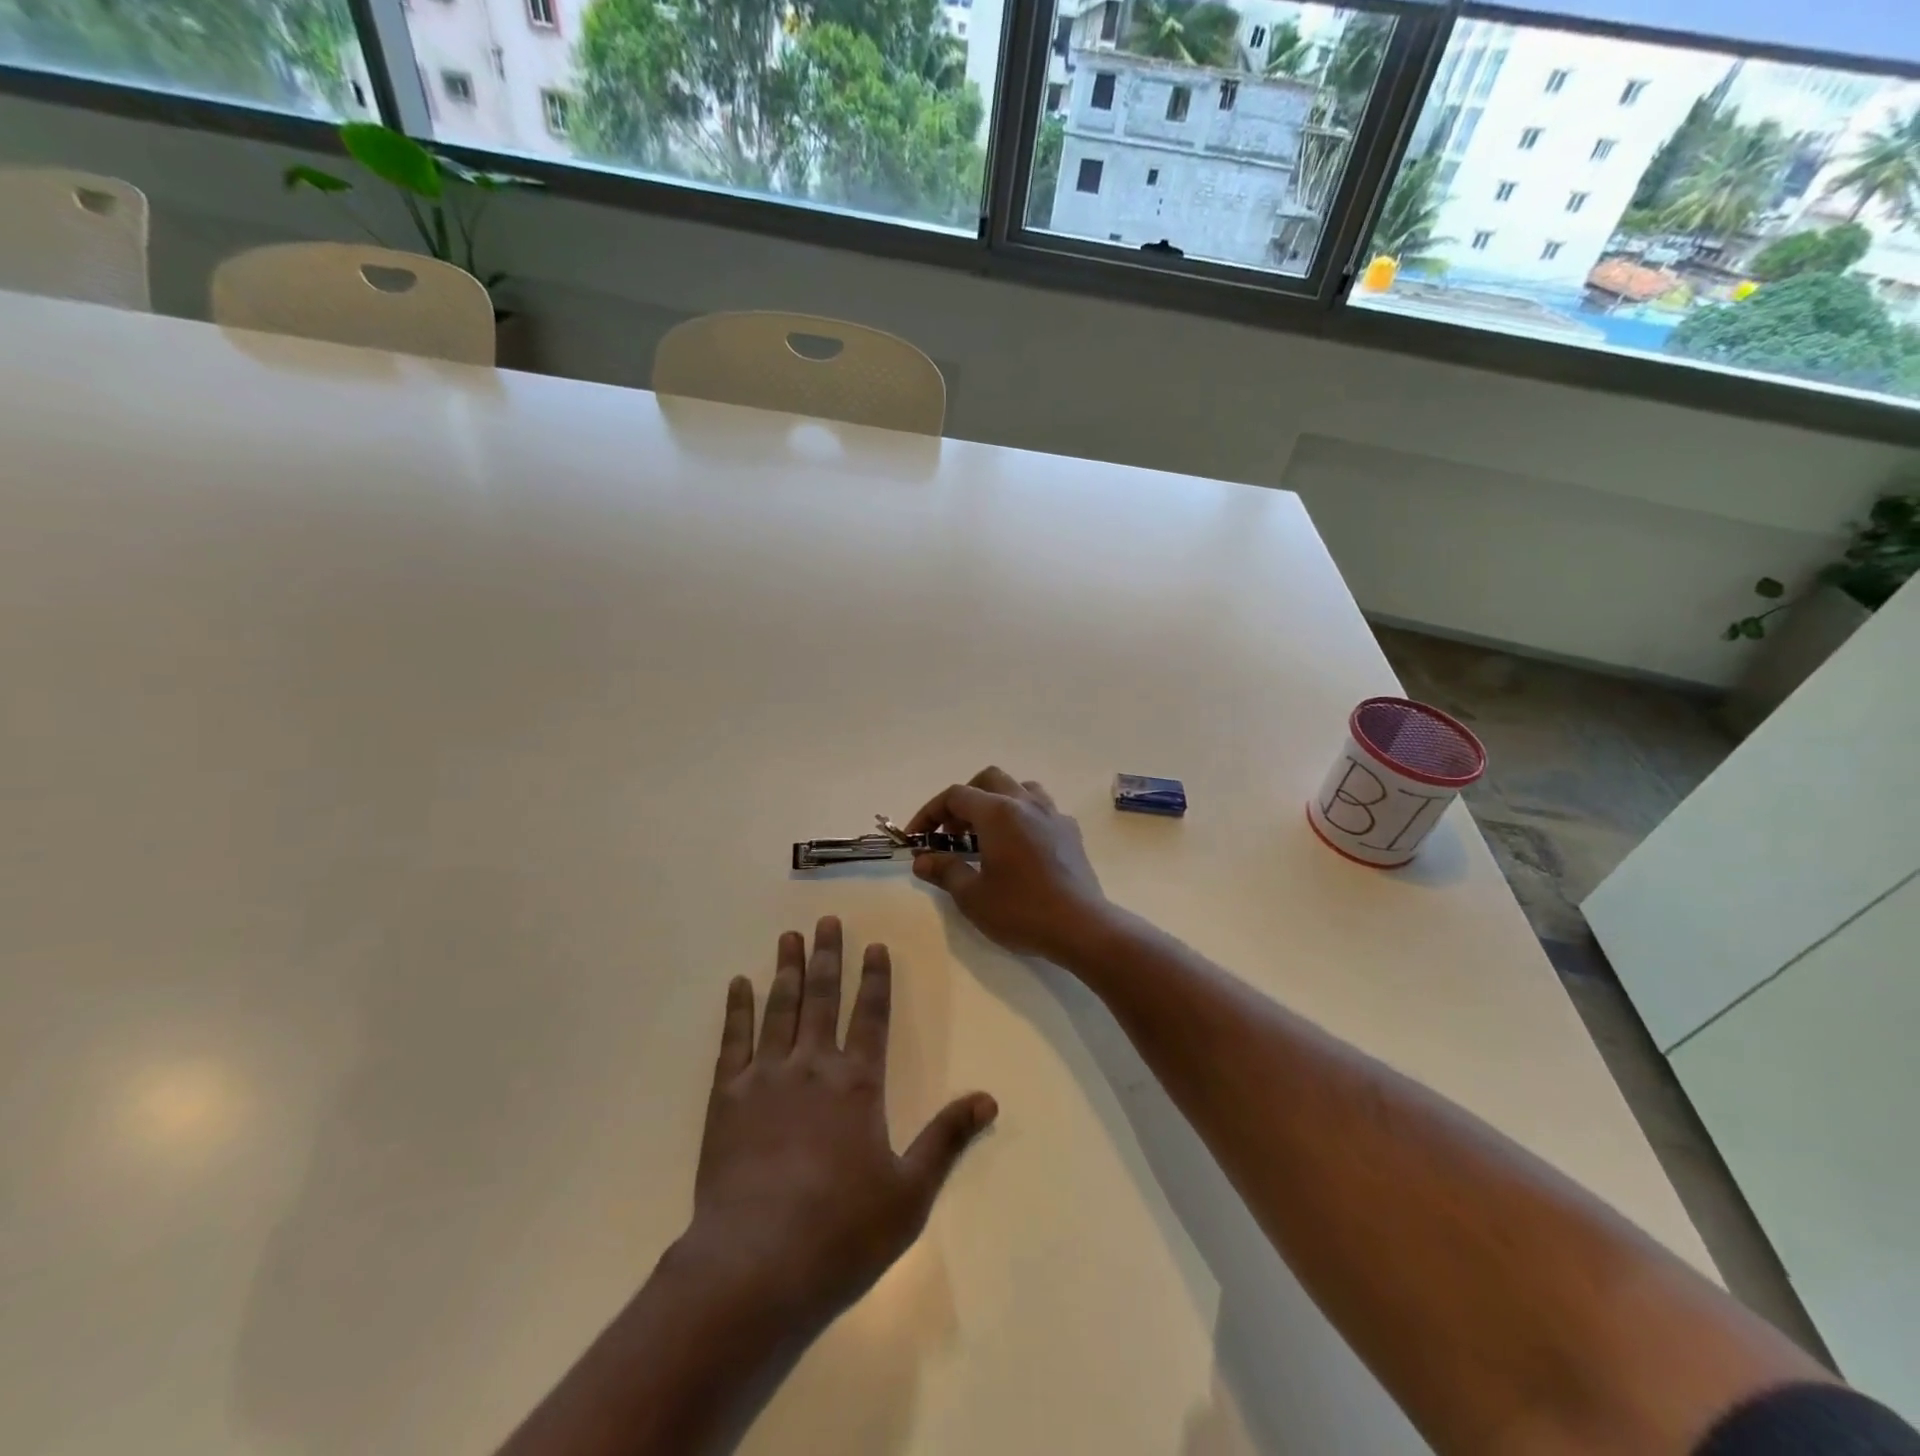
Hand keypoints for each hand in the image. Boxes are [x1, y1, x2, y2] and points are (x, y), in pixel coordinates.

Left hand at [679, 917, 997, 1337]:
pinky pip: (733, 1041)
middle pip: (822, 997)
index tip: (875, 946)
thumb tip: (989, 1098)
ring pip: (780, 1008)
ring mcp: (766, 1078)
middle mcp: (813, 1066)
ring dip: (786, 969)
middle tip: (826, 921)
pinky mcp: (726, 1098)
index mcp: (858, 1083)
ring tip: (789, 936)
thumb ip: (947, 1139)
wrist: (755, 1264)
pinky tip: (739, 985)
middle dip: (827, 956)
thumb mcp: (909, 1192)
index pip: (871, 1015)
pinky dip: (738, 1009)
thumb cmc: (841, 1231)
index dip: (875, 978)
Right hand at [907, 767, 1112, 962]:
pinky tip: (1019, 849)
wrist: (1081, 926)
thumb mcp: (972, 895)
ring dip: (997, 803)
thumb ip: (945, 871)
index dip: (929, 813)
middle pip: (988, 780)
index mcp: (997, 812)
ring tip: (986, 835)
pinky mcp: (1071, 832)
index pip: (955, 796)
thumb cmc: (1021, 910)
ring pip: (1020, 789)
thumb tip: (922, 861)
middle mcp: (1026, 803)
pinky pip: (1042, 810)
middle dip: (964, 801)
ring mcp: (1053, 815)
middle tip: (951, 833)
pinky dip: (1023, 819)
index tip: (917, 838)